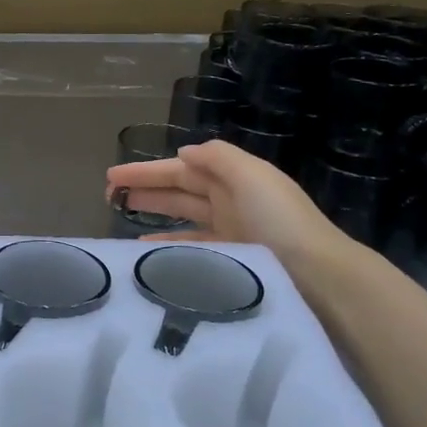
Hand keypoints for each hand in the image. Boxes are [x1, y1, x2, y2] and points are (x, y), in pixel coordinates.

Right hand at [105, 139, 344, 269]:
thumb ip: (216, 157)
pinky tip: (146, 250)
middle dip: (145, 188)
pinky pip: (190, 247)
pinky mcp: (229, 260)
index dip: (147, 170)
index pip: (182, 168)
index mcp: (234, 178)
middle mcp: (230, 201)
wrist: (317, 274)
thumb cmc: (279, 220)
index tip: (113, 175)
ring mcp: (230, 232)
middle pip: (179, 189)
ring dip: (153, 214)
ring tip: (121, 216)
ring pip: (181, 217)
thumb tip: (184, 152)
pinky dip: (167, 245)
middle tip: (108, 195)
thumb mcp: (251, 175)